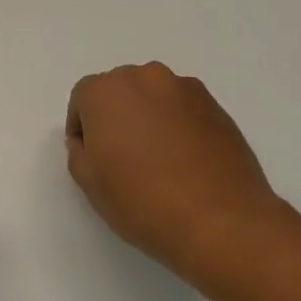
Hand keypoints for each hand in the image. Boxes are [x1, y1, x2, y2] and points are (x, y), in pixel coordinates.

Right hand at [65, 63, 281, 276]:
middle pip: (120, 91)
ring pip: (154, 98)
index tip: (91, 157)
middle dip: (115, 117)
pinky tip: (185, 162)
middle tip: (121, 157)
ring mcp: (186, 89)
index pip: (83, 98)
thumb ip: (79, 151)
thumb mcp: (90, 183)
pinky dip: (178, 126)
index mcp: (107, 91)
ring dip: (148, 118)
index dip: (82, 128)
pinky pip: (184, 110)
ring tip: (157, 160)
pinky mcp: (217, 106)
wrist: (221, 222)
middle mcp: (145, 78)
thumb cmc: (143, 202)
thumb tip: (92, 141)